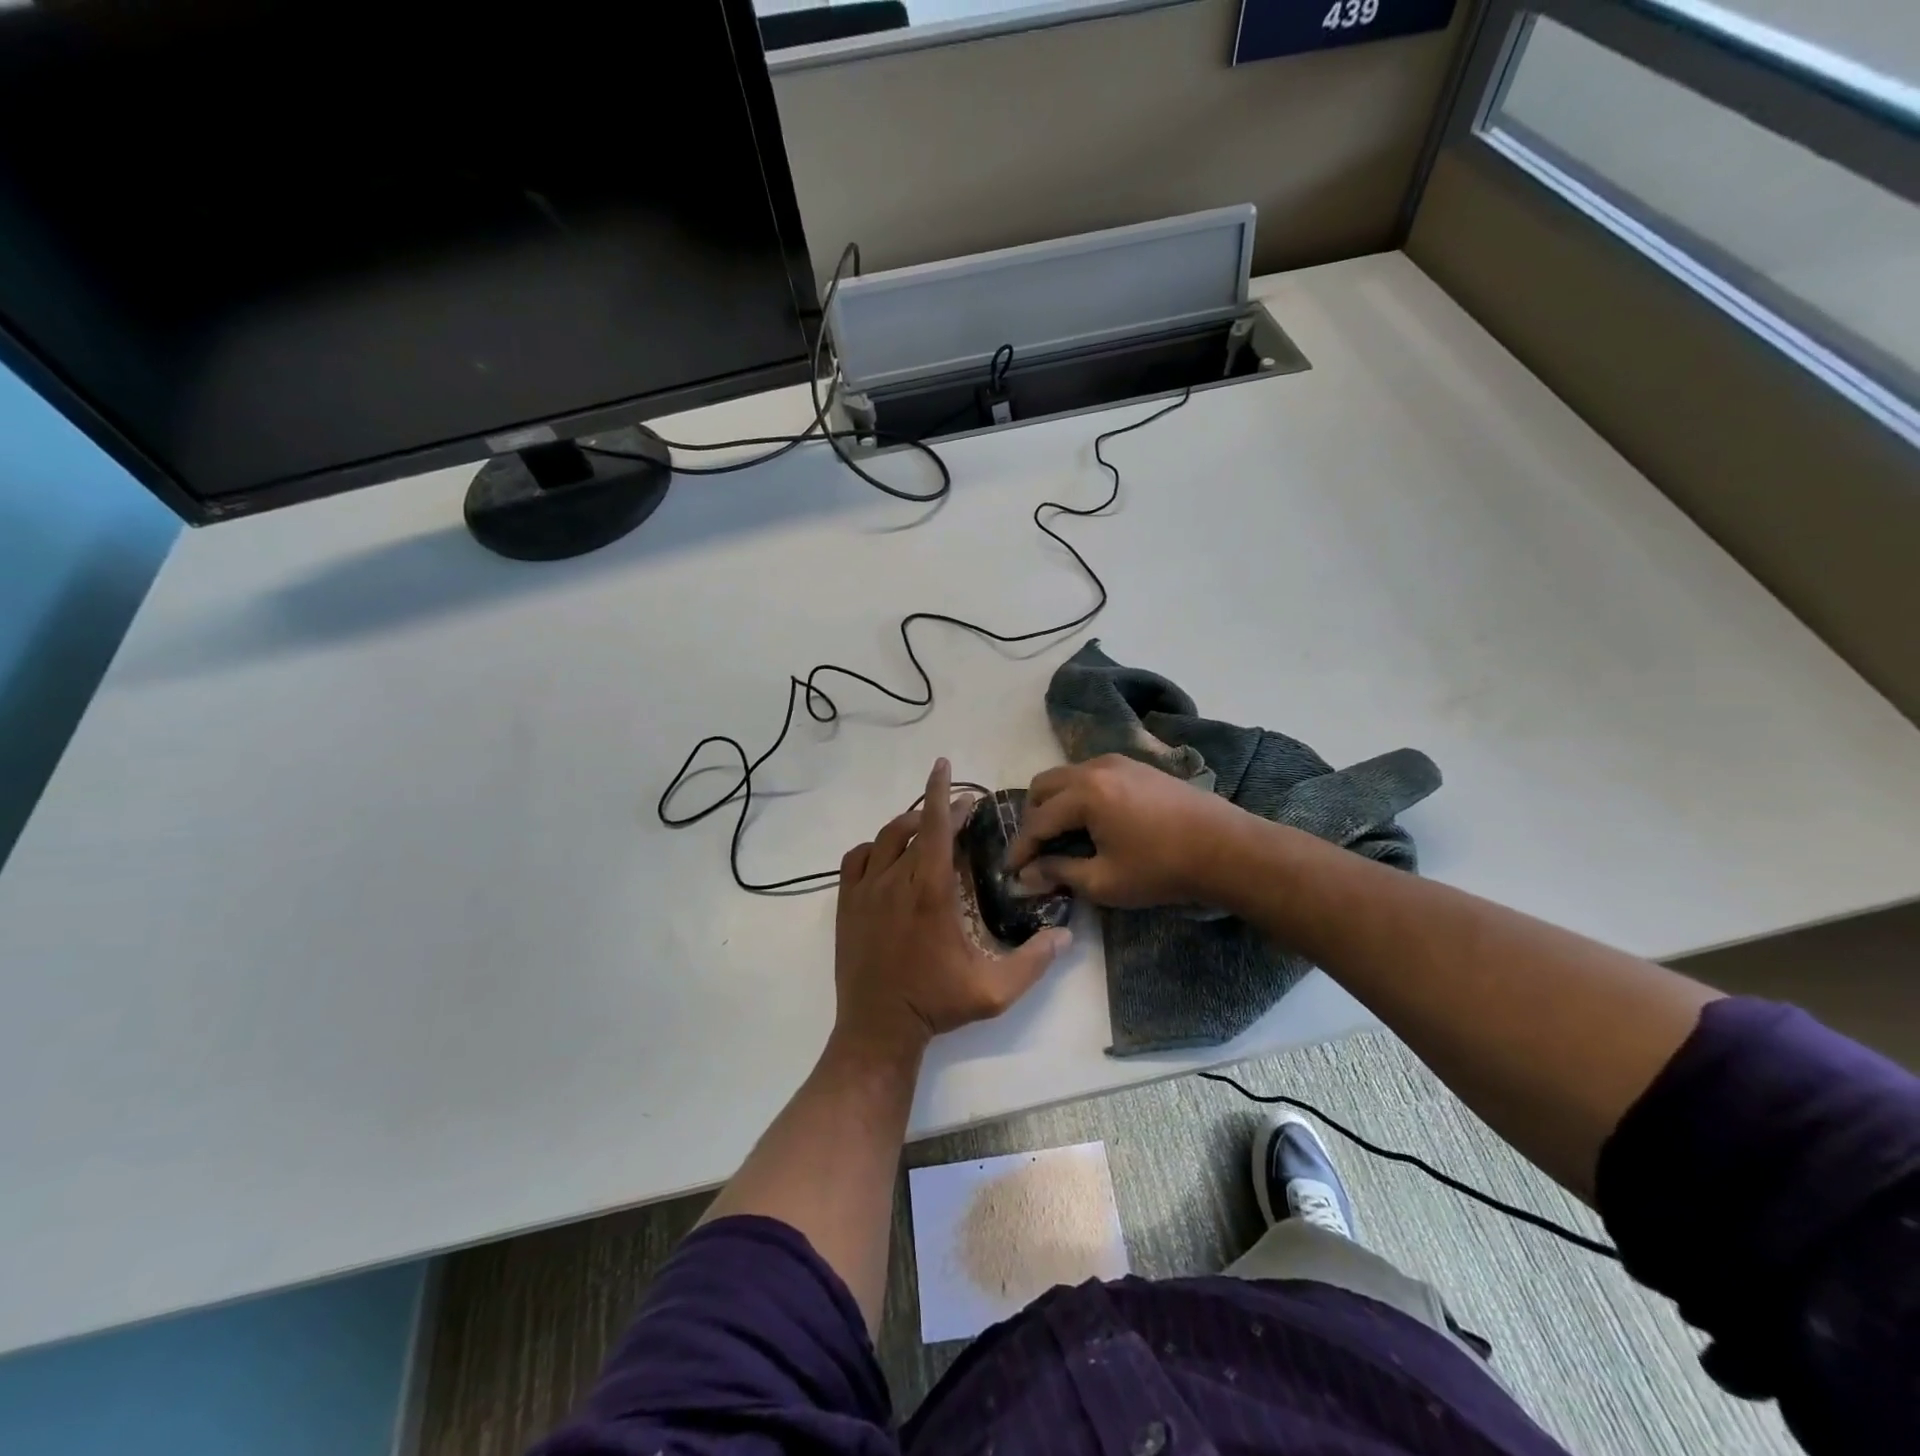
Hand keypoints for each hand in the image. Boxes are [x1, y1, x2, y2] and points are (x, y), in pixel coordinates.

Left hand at [834, 758, 1068, 1059]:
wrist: (878, 1028)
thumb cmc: (937, 1004)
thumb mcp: (995, 991)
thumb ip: (1033, 961)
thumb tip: (1066, 934)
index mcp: (931, 892)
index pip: (936, 827)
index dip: (941, 792)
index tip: (944, 764)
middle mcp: (895, 881)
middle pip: (914, 827)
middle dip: (937, 810)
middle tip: (959, 810)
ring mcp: (865, 891)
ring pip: (884, 838)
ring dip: (908, 825)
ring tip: (927, 828)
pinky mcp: (847, 904)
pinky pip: (856, 859)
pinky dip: (875, 848)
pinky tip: (888, 856)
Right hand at [1008, 754, 1249, 907]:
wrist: (1228, 849)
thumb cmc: (1163, 869)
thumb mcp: (1105, 881)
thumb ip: (1059, 873)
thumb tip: (1026, 876)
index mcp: (1085, 793)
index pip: (1037, 820)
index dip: (1020, 849)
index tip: (1010, 871)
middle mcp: (1096, 767)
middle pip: (1044, 786)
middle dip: (1033, 818)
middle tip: (1036, 851)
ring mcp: (1120, 762)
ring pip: (1068, 776)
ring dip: (1056, 804)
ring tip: (1062, 837)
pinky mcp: (1138, 767)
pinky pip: (1092, 774)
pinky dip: (1080, 795)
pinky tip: (1093, 823)